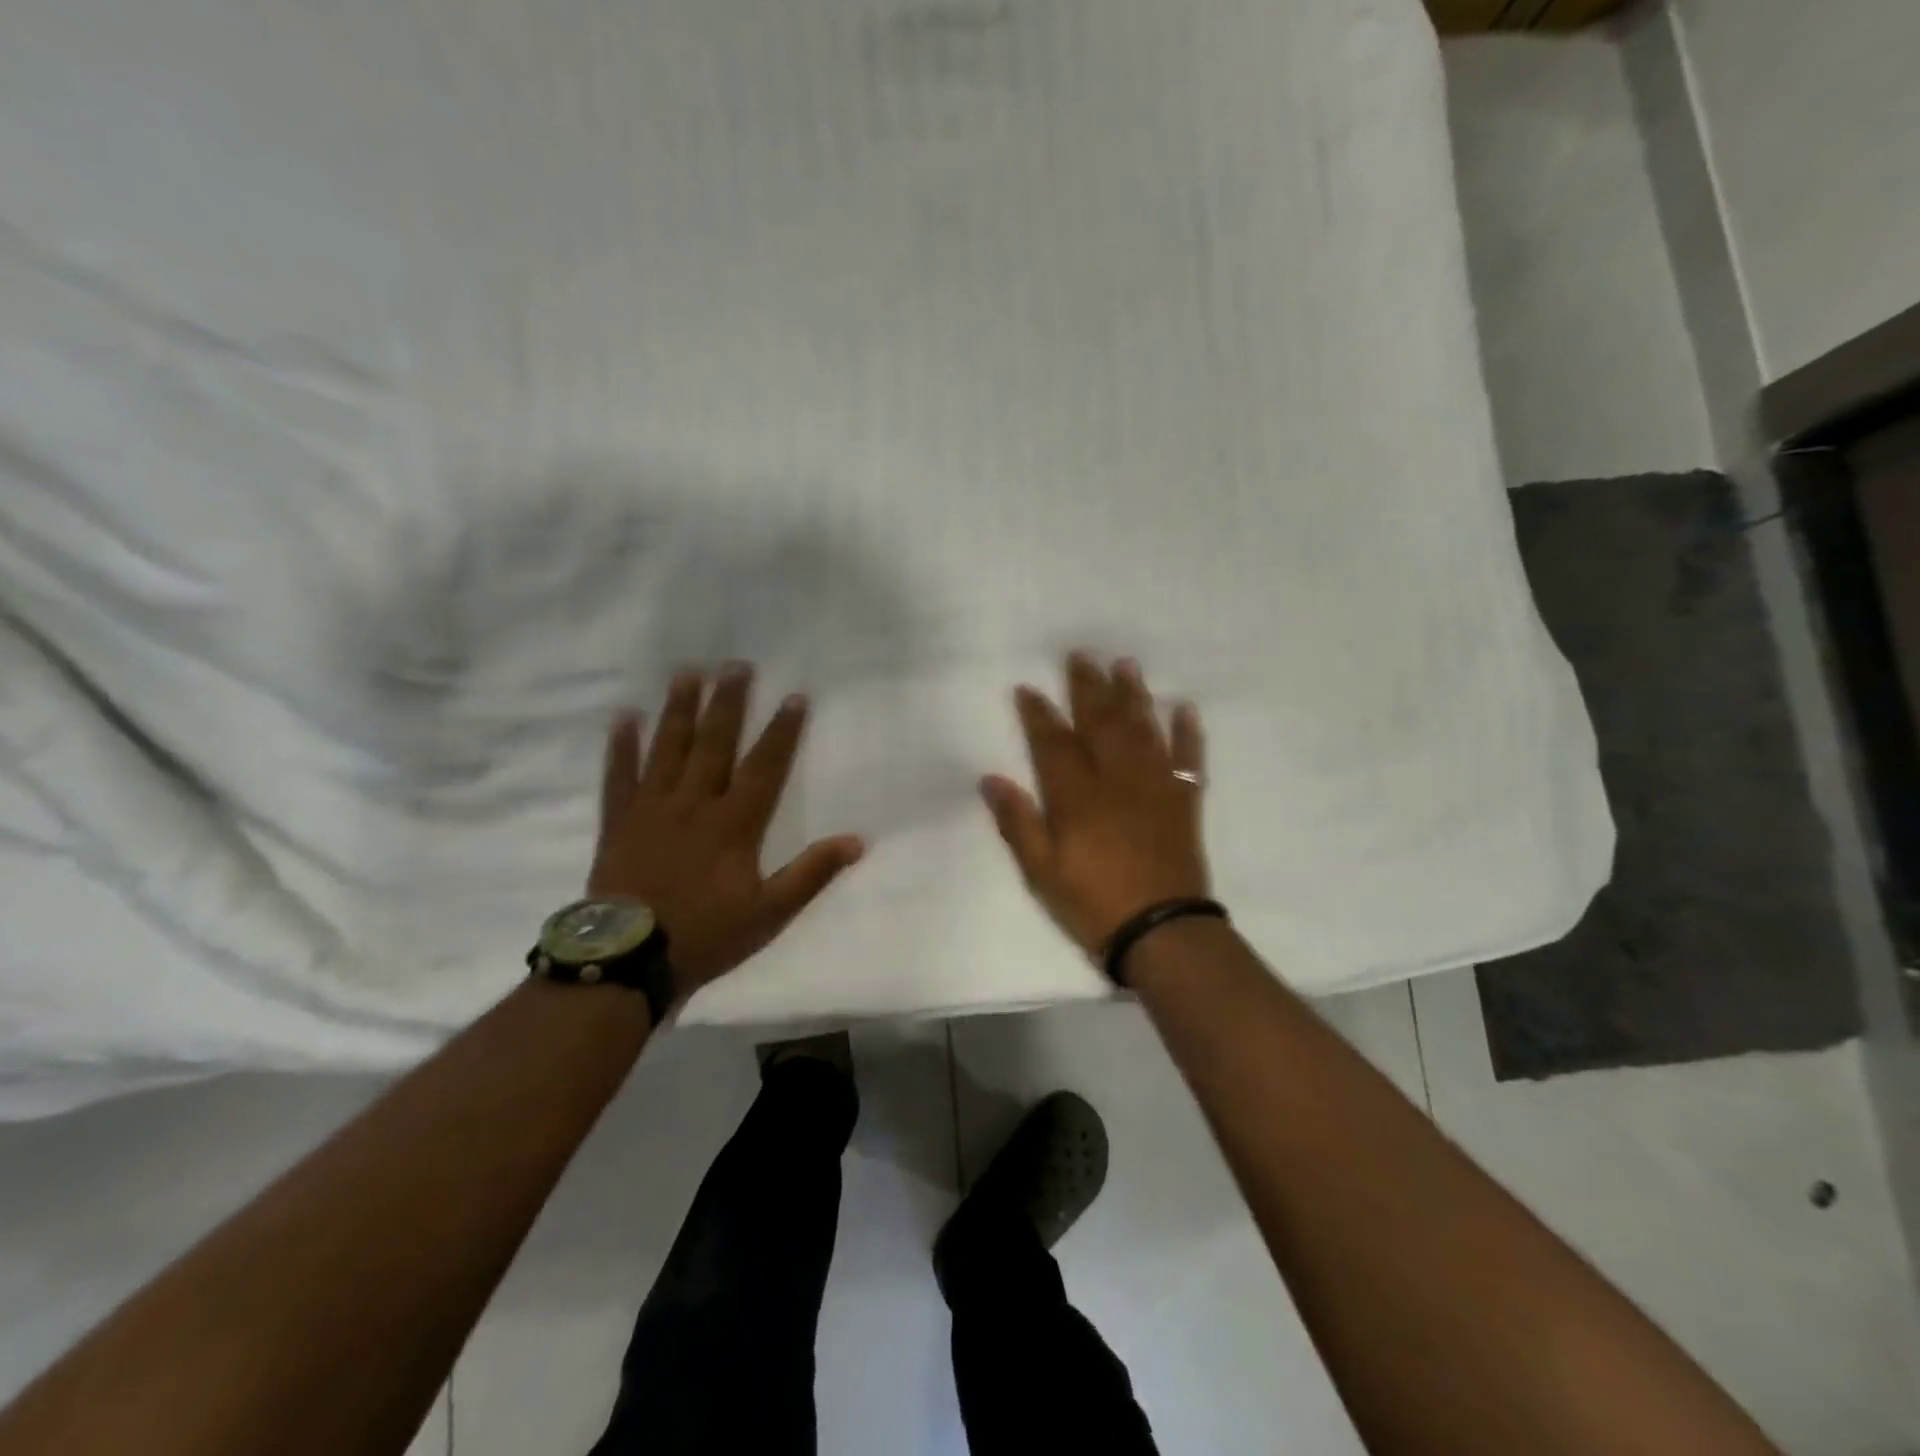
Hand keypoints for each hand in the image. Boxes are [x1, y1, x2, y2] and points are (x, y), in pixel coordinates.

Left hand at [588, 664, 863, 999]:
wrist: (628, 960)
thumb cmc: (705, 934)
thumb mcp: (770, 912)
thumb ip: (811, 873)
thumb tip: (857, 841)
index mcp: (734, 824)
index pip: (765, 766)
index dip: (782, 731)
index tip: (794, 696)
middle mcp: (694, 804)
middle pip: (714, 744)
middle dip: (728, 702)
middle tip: (736, 664)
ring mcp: (652, 809)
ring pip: (668, 748)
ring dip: (680, 709)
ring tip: (688, 672)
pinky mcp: (619, 822)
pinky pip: (619, 776)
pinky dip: (621, 746)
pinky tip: (624, 716)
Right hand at [981, 653, 1209, 954]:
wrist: (1162, 932)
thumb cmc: (1093, 903)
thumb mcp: (1040, 872)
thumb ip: (1017, 823)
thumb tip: (990, 779)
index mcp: (1077, 797)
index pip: (1053, 743)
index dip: (1039, 714)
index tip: (1028, 687)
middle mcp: (1117, 780)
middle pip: (1101, 723)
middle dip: (1088, 688)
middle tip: (1081, 655)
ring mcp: (1156, 788)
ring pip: (1143, 730)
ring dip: (1134, 696)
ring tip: (1126, 665)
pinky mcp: (1185, 803)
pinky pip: (1189, 760)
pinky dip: (1188, 734)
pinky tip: (1185, 709)